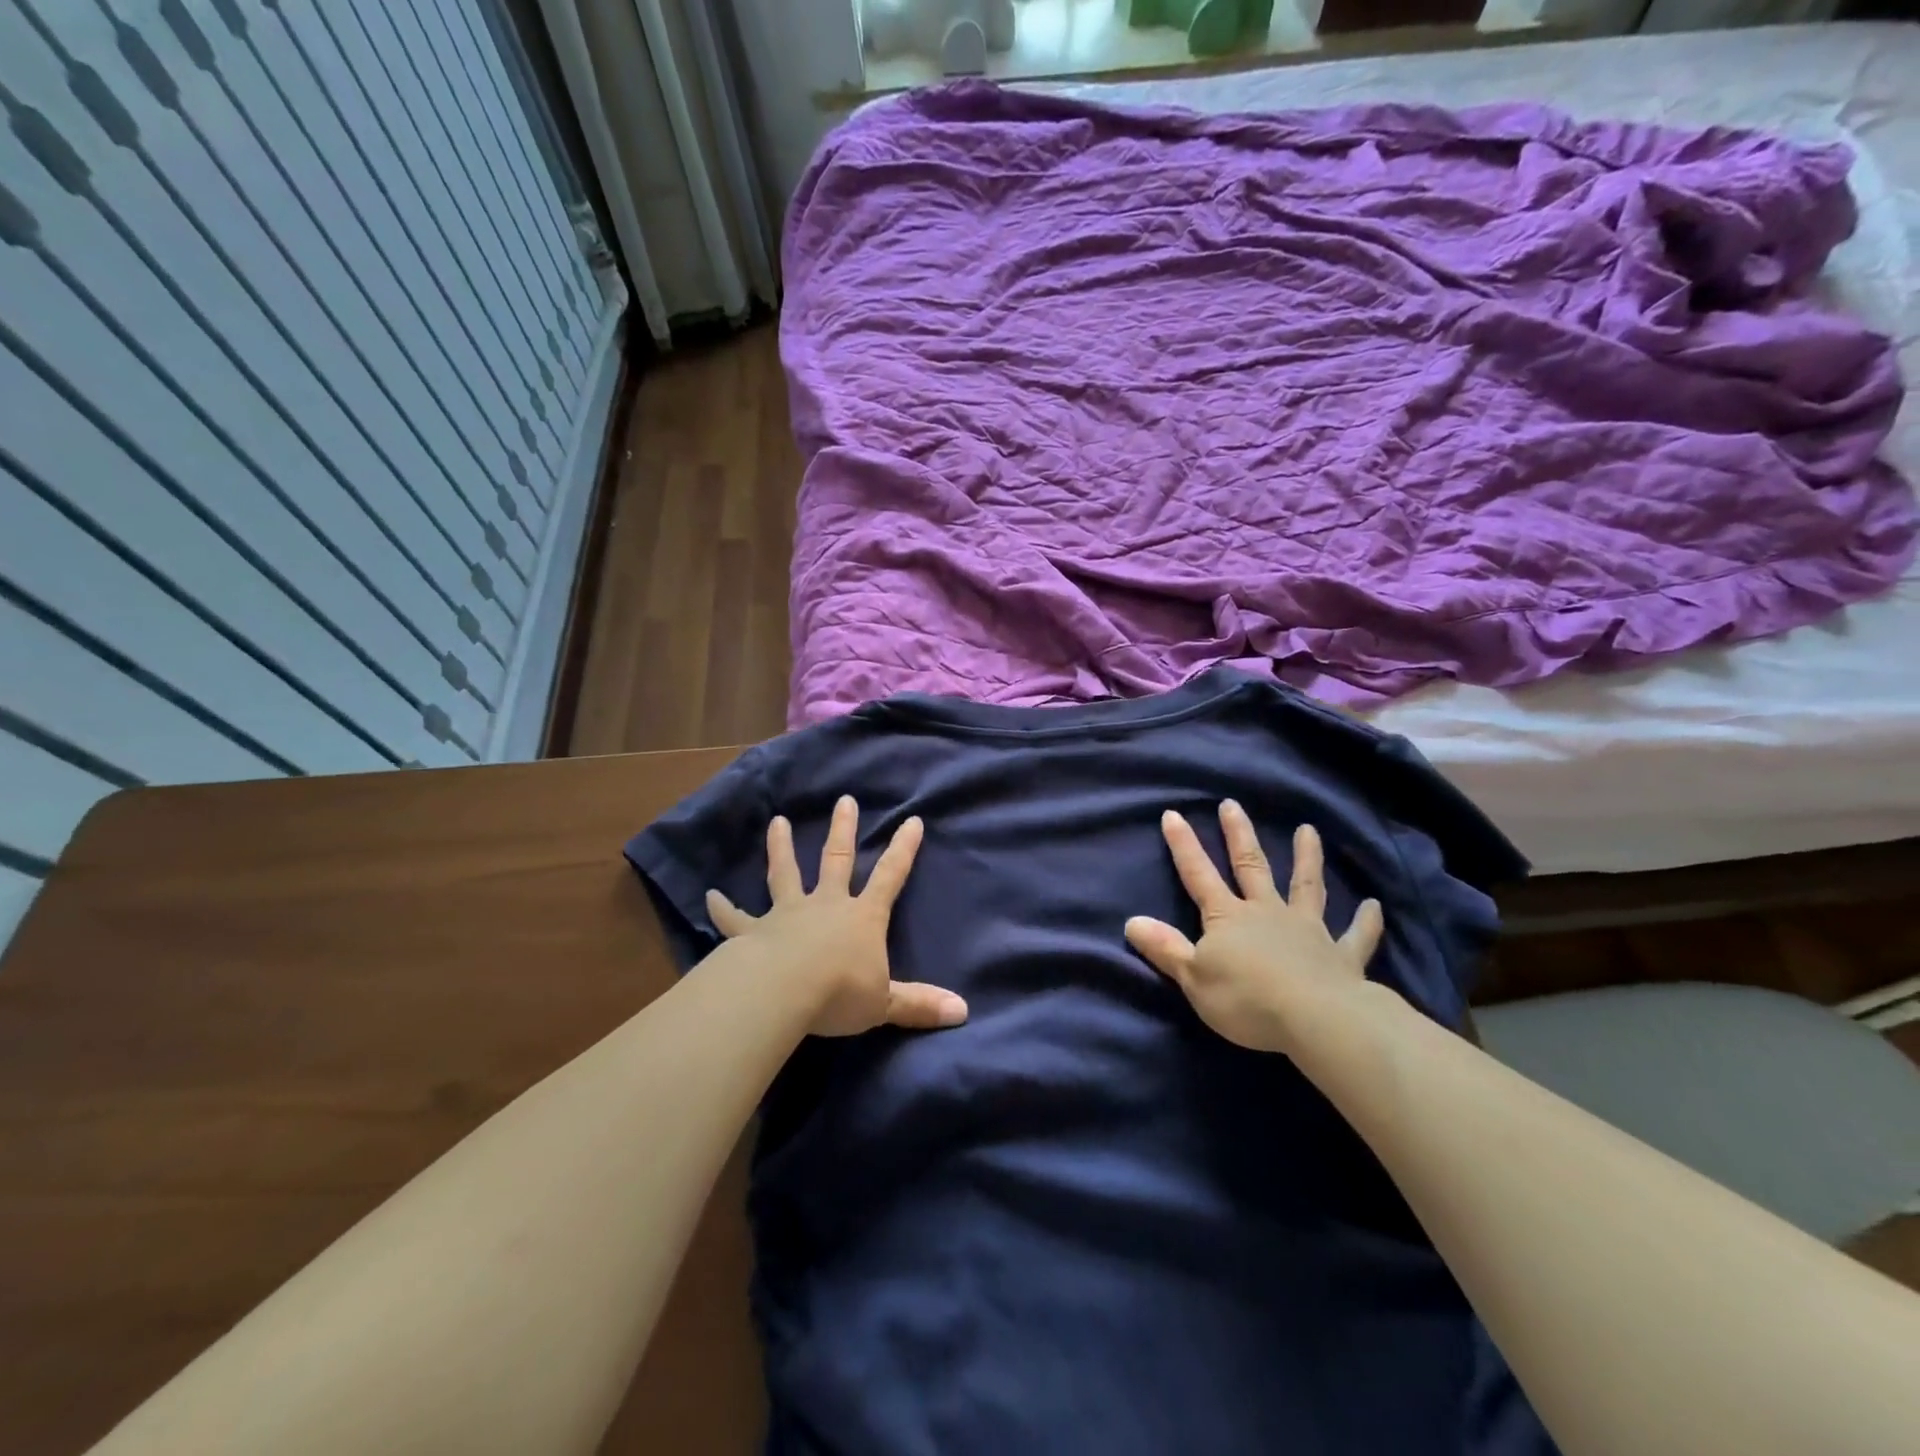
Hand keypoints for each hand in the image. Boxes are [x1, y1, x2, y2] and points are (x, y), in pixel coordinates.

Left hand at [706, 796, 967, 1036]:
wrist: (783, 992)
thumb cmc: (840, 993)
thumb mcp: (885, 1003)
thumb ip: (920, 1004)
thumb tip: (963, 1012)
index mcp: (862, 916)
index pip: (890, 876)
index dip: (903, 849)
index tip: (912, 820)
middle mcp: (826, 904)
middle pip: (837, 859)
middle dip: (843, 830)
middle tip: (844, 800)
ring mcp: (788, 913)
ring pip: (785, 873)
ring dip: (780, 848)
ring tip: (776, 822)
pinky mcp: (754, 932)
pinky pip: (736, 919)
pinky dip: (723, 908)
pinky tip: (708, 896)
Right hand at [1125, 802, 1386, 1055]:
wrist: (1316, 1019)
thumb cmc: (1246, 998)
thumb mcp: (1193, 977)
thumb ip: (1165, 948)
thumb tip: (1132, 922)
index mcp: (1228, 917)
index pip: (1198, 874)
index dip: (1183, 845)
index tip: (1173, 814)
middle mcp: (1266, 912)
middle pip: (1250, 866)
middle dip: (1238, 834)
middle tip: (1232, 804)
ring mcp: (1307, 929)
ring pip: (1306, 886)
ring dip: (1307, 858)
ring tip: (1309, 830)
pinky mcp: (1341, 955)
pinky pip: (1356, 935)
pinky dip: (1366, 921)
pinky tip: (1374, 906)